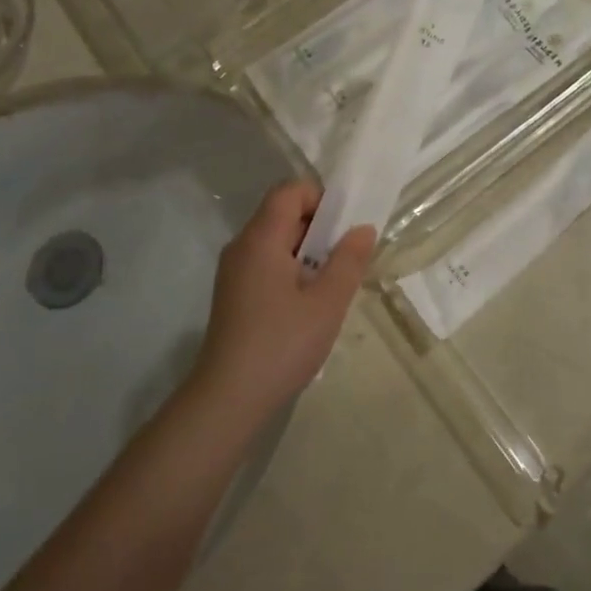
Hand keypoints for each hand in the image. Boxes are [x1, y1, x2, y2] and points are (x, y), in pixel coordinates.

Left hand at [194, 182, 375, 412]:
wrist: (228, 399)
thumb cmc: (282, 344)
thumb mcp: (327, 302)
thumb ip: (348, 260)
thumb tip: (362, 228)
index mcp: (261, 239)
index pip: (289, 191)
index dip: (320, 198)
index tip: (345, 227)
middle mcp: (242, 246)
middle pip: (282, 213)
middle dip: (319, 226)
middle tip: (347, 257)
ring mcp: (234, 272)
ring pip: (275, 241)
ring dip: (307, 251)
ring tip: (332, 282)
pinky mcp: (234, 294)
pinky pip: (266, 263)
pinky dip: (291, 269)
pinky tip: (308, 303)